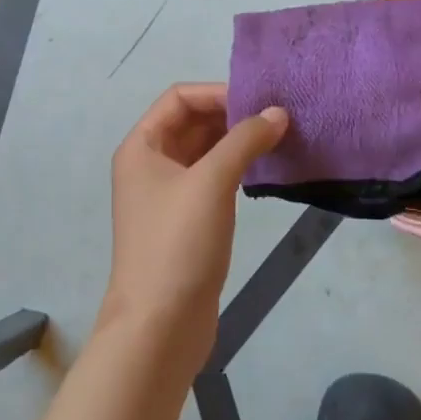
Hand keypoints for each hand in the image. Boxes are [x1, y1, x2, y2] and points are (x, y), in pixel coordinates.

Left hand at [101, 84, 286, 374]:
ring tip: (278, 139)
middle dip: (231, 116)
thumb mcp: (212, 182)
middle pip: (192, 122)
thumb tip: (278, 113)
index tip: (259, 101)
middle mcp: (150, 165)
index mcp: (142, 147)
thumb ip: (245, 140)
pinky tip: (263, 170)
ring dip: (236, 142)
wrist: (159, 326)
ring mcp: (167, 195)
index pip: (180, 98)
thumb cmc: (178, 244)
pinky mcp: (185, 221)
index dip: (218, 93)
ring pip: (204, 151)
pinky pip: (211, 179)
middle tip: (277, 117)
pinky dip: (235, 168)